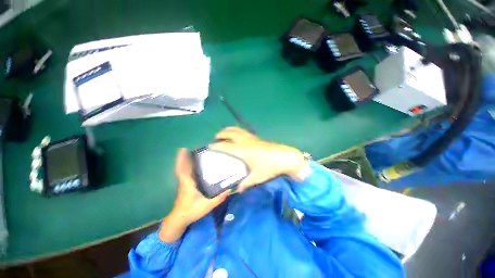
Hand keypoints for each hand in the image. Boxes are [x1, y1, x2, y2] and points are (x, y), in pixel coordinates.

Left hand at [159, 148, 229, 242]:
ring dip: (184, 162)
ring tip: (191, 154)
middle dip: (183, 158)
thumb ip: (218, 198)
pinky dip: (186, 168)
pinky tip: (192, 166)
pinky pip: (184, 174)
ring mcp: (183, 184)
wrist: (179, 220)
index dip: (182, 160)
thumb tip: (229, 189)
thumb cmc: (191, 212)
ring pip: (183, 171)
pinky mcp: (184, 187)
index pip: (183, 170)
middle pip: (182, 168)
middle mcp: (184, 182)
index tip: (183, 150)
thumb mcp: (206, 206)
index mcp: (188, 184)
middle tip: (188, 149)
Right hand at [209, 127, 307, 192]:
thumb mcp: (257, 177)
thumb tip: (238, 189)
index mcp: (242, 150)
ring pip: (237, 130)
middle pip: (230, 133)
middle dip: (221, 134)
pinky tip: (238, 137)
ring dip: (229, 130)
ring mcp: (252, 138)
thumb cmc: (270, 167)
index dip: (216, 146)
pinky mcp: (257, 138)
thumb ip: (245, 183)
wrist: (285, 157)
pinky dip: (237, 131)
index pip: (225, 146)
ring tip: (225, 134)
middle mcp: (245, 141)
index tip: (209, 146)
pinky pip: (243, 132)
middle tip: (216, 138)